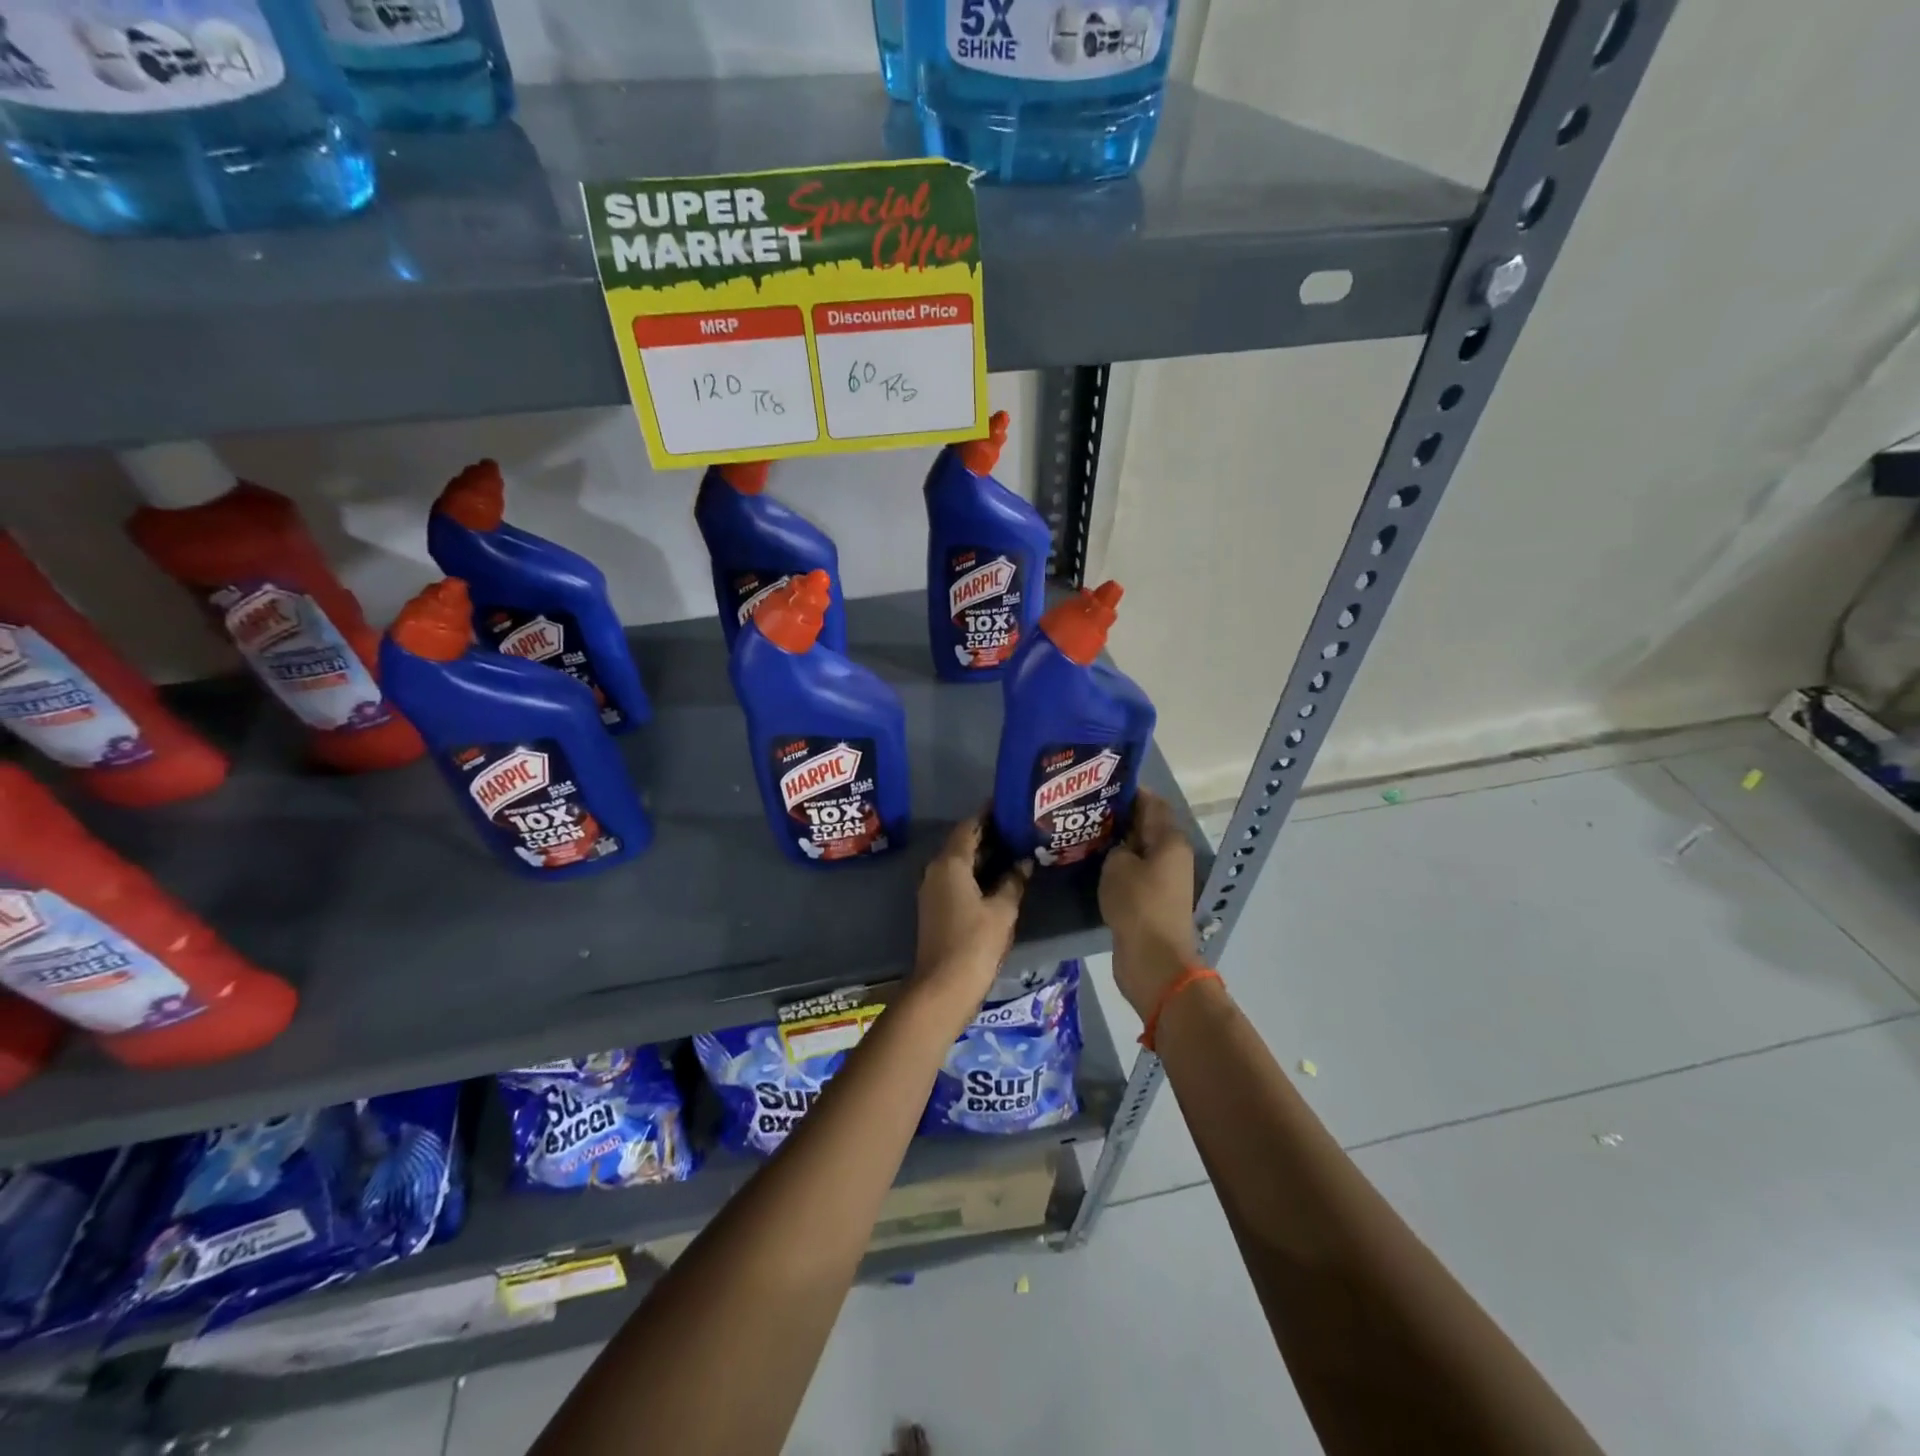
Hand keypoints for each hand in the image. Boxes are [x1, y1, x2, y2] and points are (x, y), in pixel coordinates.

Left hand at [913, 813, 1028, 1008]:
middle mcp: (936, 870)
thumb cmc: (974, 943)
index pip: (969, 826)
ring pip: (960, 862)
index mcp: (950, 863)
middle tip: (1019, 826)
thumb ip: (1013, 881)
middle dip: (989, 834)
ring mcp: (933, 890)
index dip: (988, 814)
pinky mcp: (936, 907)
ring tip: (1015, 847)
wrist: (943, 987)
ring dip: (984, 854)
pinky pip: (957, 878)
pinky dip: (977, 872)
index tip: (1010, 804)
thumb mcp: (1002, 910)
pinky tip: (1000, 877)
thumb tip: (1024, 862)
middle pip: (963, 842)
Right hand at [1099, 790, 1198, 1018]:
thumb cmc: (1137, 904)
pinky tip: (1093, 863)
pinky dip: (1118, 866)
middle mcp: (1172, 856)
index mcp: (1169, 840)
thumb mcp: (1117, 865)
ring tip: (1084, 833)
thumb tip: (1118, 844)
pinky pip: (1135, 872)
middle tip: (1085, 809)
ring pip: (1139, 851)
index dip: (1128, 791)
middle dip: (1119, 817)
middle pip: (1146, 826)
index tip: (1099, 784)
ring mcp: (1164, 880)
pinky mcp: (1153, 900)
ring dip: (1116, 843)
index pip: (1151, 802)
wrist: (1153, 959)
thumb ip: (1116, 846)